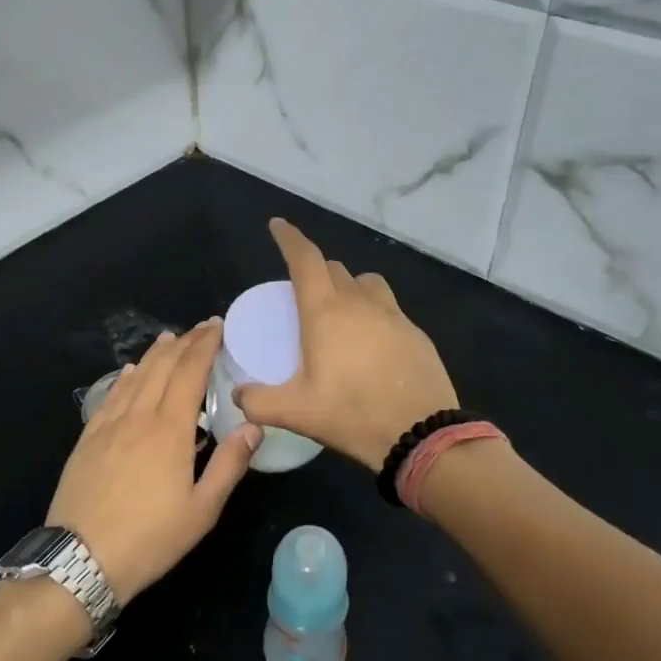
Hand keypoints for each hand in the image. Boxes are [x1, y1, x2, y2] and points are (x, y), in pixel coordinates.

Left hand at [47, 319, 260, 604]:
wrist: (81, 559)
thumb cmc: (151, 538)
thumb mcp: (202, 510)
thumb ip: (229, 464)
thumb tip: (253, 426)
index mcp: (169, 430)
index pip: (189, 373)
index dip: (204, 346)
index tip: (217, 326)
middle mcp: (138, 417)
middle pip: (162, 368)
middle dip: (184, 343)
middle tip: (201, 327)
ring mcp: (108, 426)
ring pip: (135, 377)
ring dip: (155, 355)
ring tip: (169, 339)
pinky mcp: (88, 439)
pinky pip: (111, 396)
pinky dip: (126, 378)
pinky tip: (131, 372)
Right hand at [234, 219, 459, 468]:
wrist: (422, 434)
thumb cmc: (352, 414)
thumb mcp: (297, 412)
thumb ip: (259, 402)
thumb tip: (238, 396)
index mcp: (325, 312)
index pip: (304, 259)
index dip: (289, 238)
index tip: (278, 226)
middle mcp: (360, 303)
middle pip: (334, 268)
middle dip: (315, 270)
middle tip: (302, 293)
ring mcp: (393, 315)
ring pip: (366, 283)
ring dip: (348, 287)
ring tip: (340, 313)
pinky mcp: (416, 333)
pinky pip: (389, 309)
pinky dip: (374, 313)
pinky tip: (372, 345)